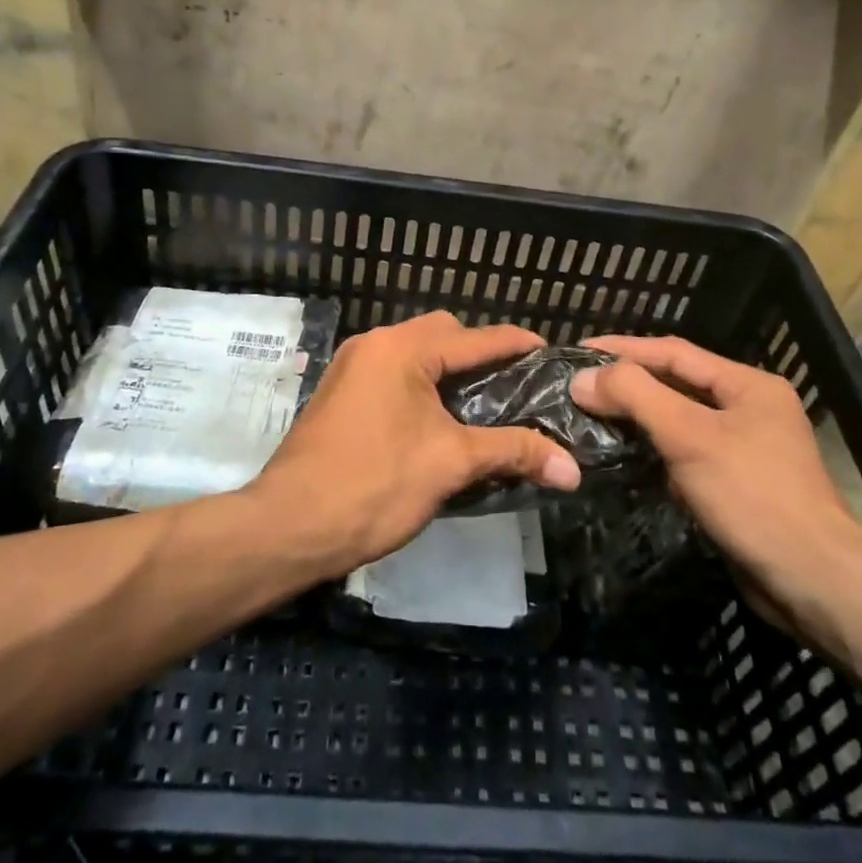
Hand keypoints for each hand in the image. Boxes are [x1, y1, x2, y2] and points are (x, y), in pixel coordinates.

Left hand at [249, 312, 581, 574]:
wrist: (288, 527)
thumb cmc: (374, 484)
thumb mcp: (451, 464)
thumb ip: (513, 452)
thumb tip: (573, 469)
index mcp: (401, 349)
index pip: (474, 337)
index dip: (516, 344)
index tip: (550, 353)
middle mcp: (374, 345)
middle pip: (442, 335)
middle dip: (480, 355)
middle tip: (513, 387)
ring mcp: (352, 368)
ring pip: (415, 356)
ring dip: (449, 373)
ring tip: (483, 406)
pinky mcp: (340, 394)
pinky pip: (393, 375)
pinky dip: (422, 387)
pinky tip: (440, 421)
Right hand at [572, 335, 861, 630]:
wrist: (813, 582)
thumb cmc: (752, 495)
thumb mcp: (689, 436)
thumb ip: (635, 396)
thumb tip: (583, 378)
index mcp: (748, 385)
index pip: (674, 352)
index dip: (624, 348)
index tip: (579, 349)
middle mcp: (750, 408)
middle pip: (677, 383)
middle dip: (629, 382)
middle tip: (580, 383)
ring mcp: (746, 448)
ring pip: (680, 420)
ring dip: (639, 417)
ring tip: (592, 414)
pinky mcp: (737, 484)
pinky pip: (687, 453)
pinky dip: (656, 450)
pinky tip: (626, 455)